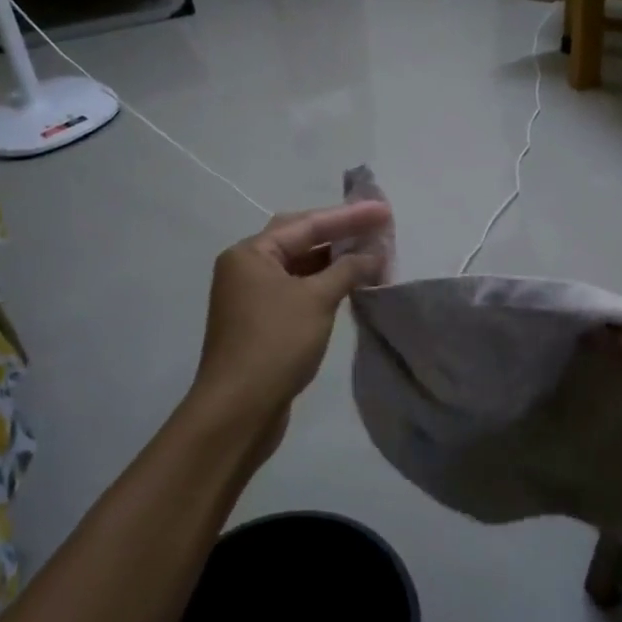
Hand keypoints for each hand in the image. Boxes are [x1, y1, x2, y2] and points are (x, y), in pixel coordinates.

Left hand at [190, 203, 391, 449]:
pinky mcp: (263, 322)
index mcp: (251, 253)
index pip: (307, 223)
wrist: (238, 411)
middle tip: (378, 226)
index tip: (383, 210)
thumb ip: (348, 270)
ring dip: (335, 260)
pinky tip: (351, 284)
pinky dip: (325, 284)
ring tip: (372, 252)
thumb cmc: (275, 344)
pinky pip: (299, 290)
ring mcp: (253, 296)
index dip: (349, 216)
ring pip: (301, 266)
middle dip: (340, 232)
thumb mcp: (316, 300)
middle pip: (301, 239)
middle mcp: (247, 268)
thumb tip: (374, 253)